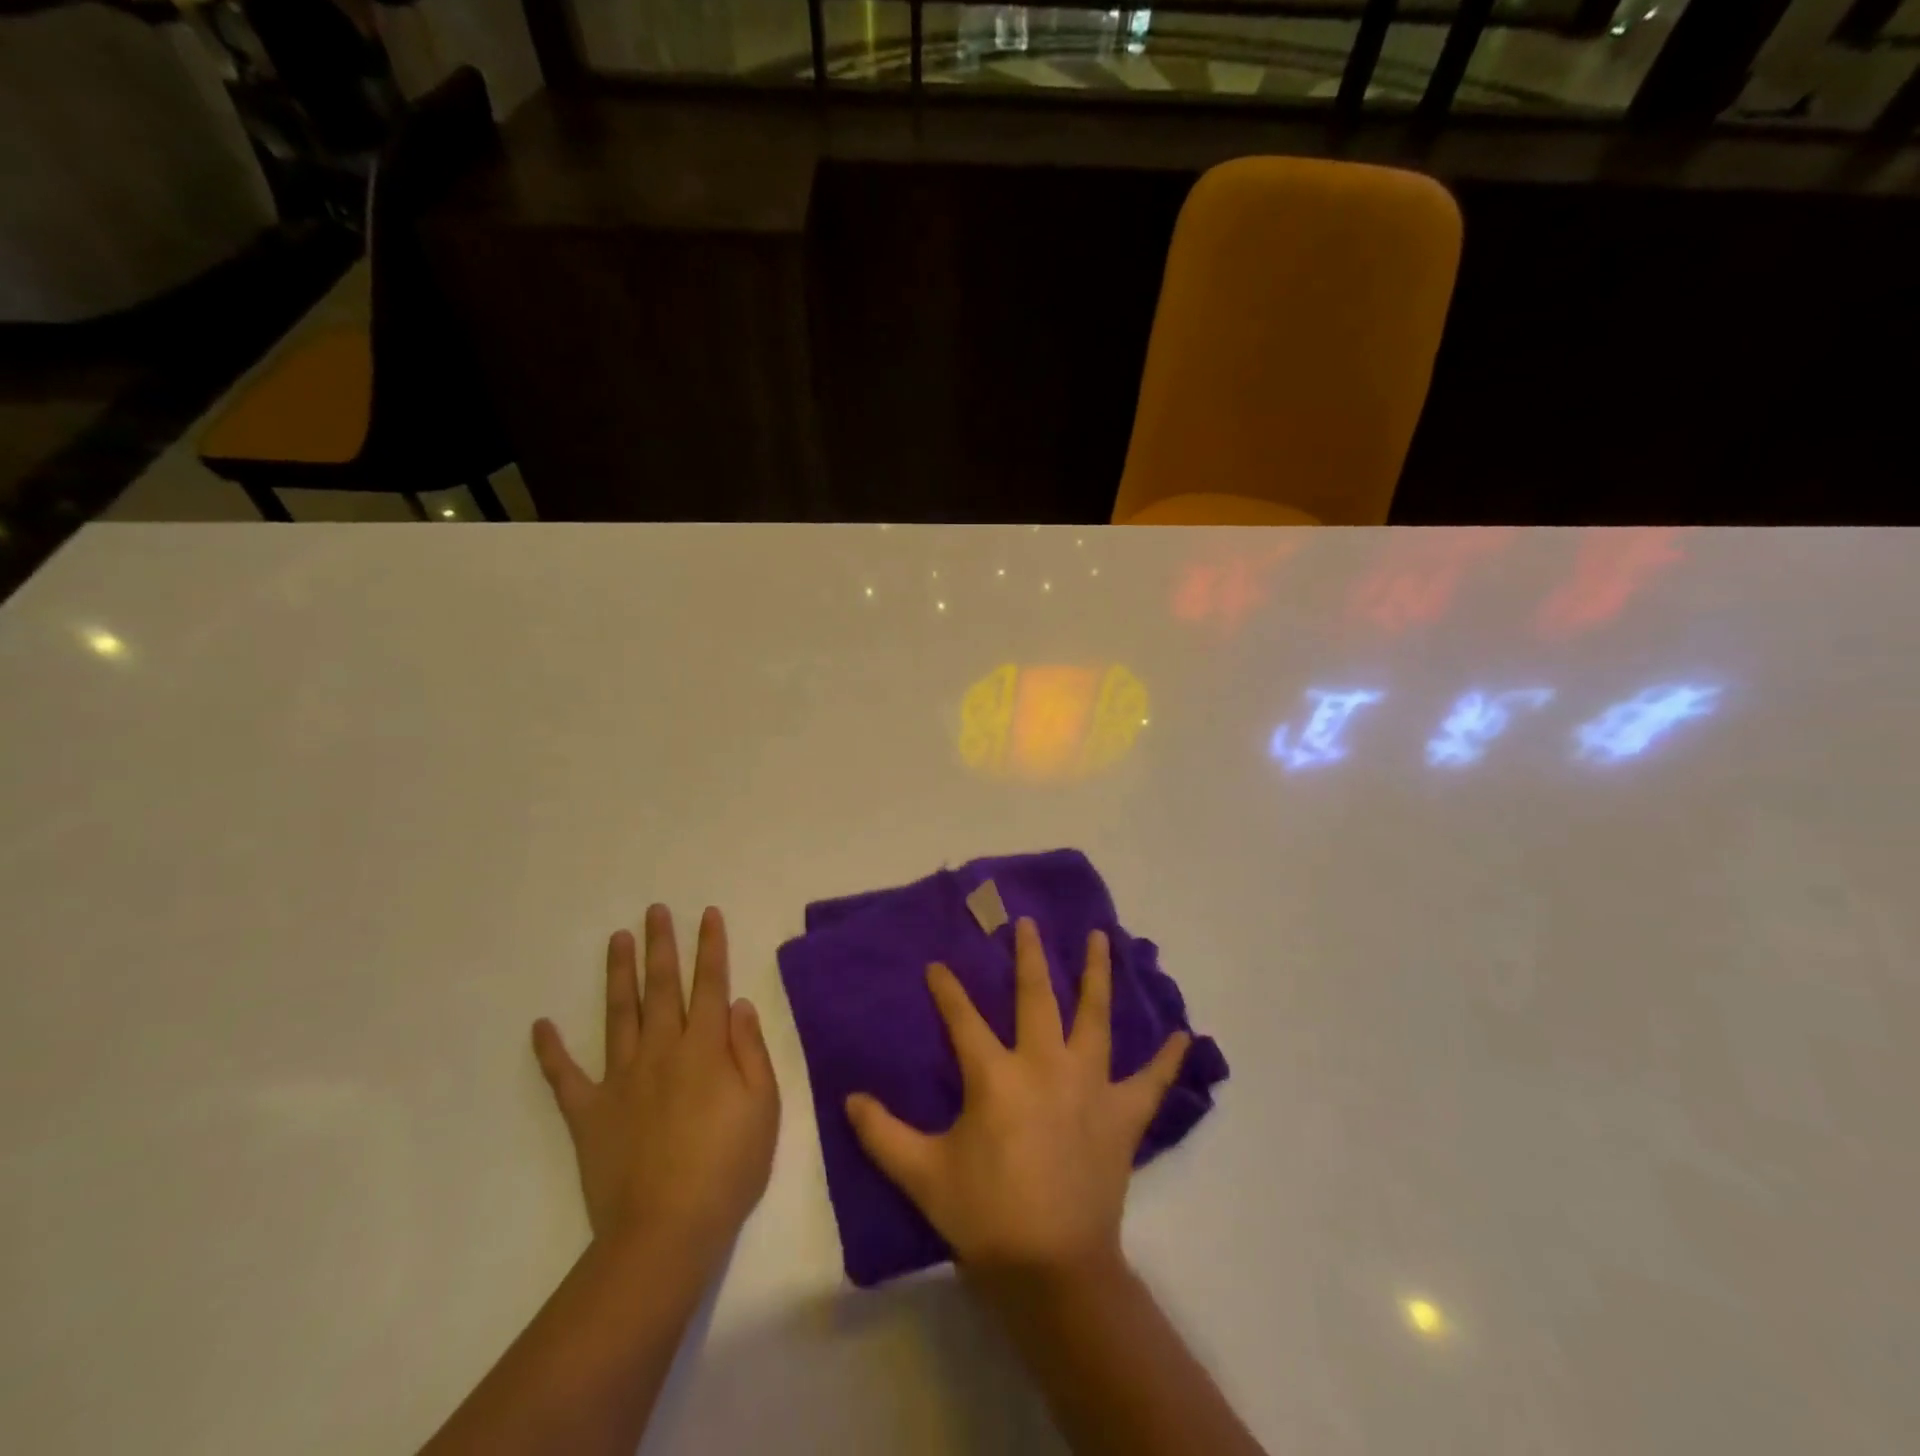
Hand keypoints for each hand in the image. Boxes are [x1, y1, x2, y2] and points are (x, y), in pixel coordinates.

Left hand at [532, 906, 778, 1271]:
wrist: (667, 1229)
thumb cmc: (728, 1166)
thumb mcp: (764, 1105)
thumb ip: (750, 1050)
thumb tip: (737, 1004)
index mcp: (705, 1047)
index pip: (710, 984)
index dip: (710, 947)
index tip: (707, 914)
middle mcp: (662, 1049)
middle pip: (662, 986)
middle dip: (661, 945)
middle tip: (655, 911)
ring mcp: (621, 1078)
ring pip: (619, 1014)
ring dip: (618, 973)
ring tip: (617, 939)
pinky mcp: (589, 1112)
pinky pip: (565, 1076)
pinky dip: (551, 1051)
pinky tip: (540, 1026)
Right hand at [845, 918, 1188, 1282]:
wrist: (1052, 1270)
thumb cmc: (984, 1216)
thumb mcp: (922, 1174)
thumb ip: (882, 1134)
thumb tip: (849, 1098)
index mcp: (996, 1076)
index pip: (963, 1018)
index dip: (947, 990)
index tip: (938, 966)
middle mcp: (1045, 1065)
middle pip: (1036, 996)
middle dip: (1028, 956)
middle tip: (1026, 923)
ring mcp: (1090, 1085)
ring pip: (1094, 1017)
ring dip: (1096, 974)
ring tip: (1099, 938)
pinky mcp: (1122, 1115)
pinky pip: (1151, 1081)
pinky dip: (1167, 1059)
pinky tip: (1184, 1036)